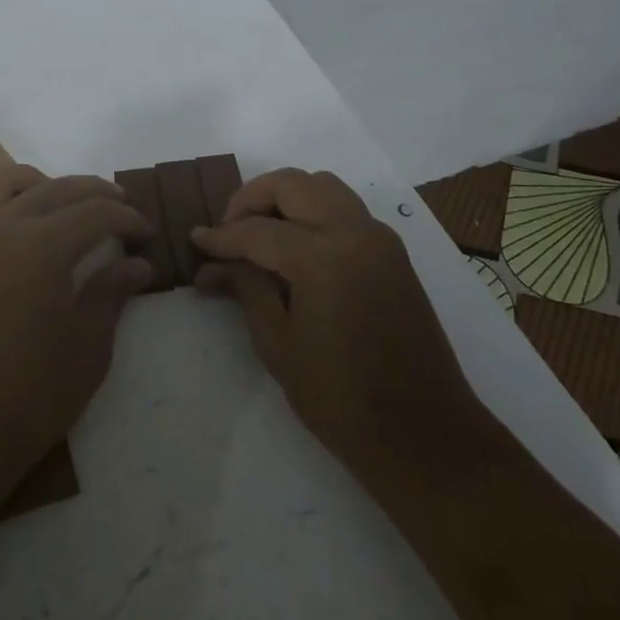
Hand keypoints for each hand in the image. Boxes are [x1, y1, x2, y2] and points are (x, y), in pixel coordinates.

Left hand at [0, 165, 152, 514]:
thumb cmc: (28, 399)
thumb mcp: (87, 349)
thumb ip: (112, 293)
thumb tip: (137, 262)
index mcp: (41, 245)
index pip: (95, 212)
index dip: (127, 218)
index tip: (146, 233)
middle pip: (55, 189)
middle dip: (95, 193)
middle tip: (120, 208)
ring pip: (3, 182)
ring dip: (41, 183)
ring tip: (64, 201)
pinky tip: (4, 216)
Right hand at [192, 168, 481, 479]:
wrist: (424, 435)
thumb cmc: (341, 399)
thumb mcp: (278, 344)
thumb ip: (245, 289)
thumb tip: (209, 267)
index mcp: (323, 256)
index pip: (257, 231)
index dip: (221, 237)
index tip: (195, 240)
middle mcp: (354, 232)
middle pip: (292, 184)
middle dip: (252, 199)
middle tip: (229, 231)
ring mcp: (379, 238)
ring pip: (322, 186)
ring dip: (286, 198)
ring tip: (260, 234)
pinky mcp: (392, 252)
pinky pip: (345, 209)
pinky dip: (313, 211)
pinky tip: (294, 247)